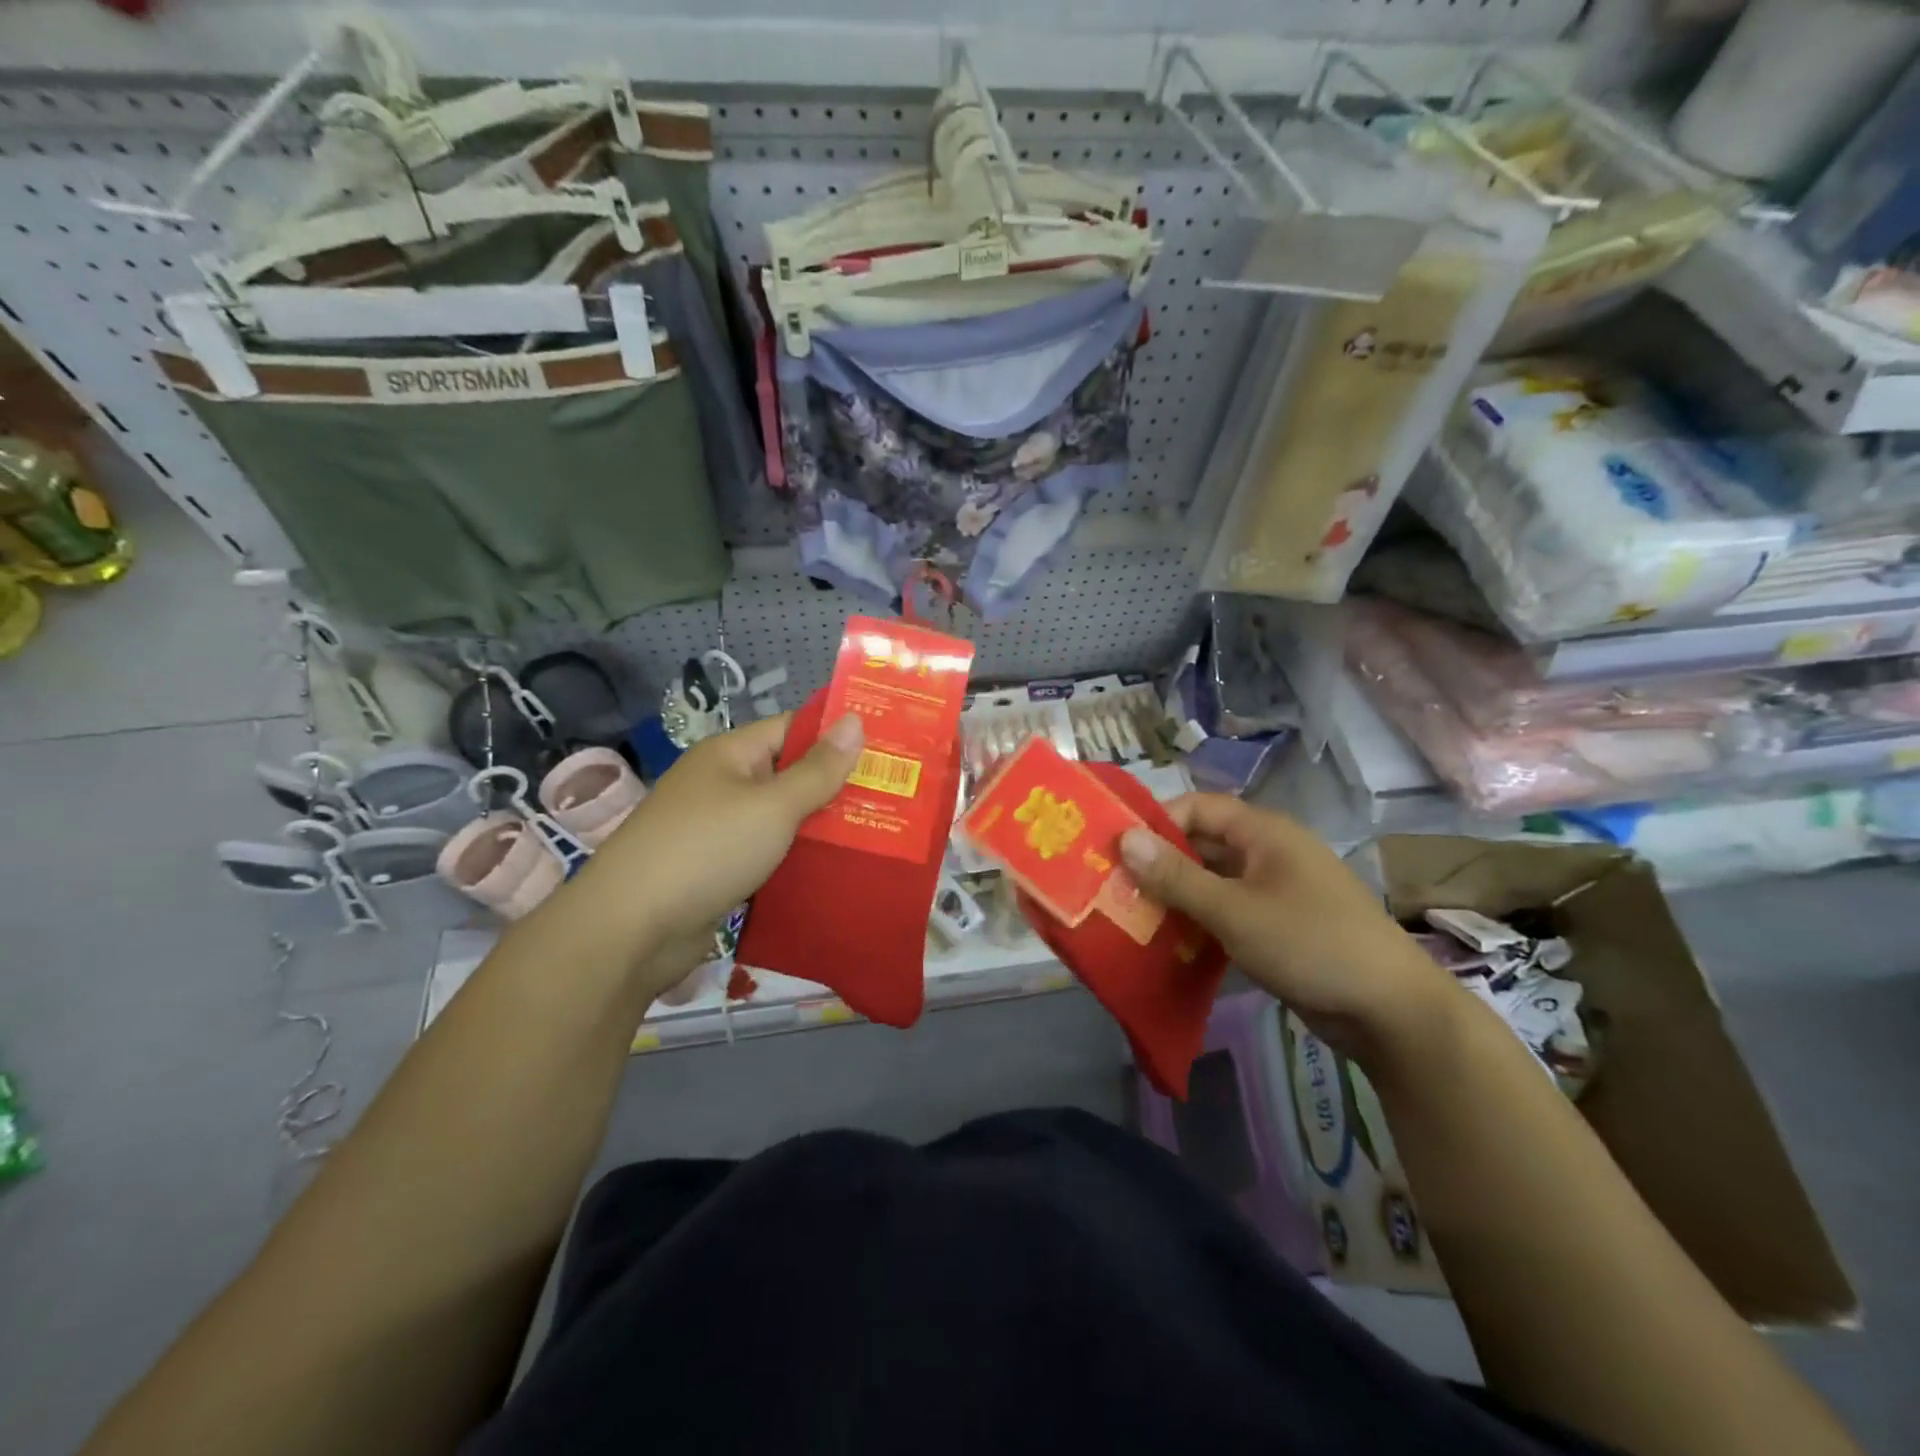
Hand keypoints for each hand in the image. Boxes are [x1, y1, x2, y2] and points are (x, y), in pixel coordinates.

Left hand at [574, 710, 863, 954]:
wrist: (631, 930)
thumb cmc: (707, 850)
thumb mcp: (773, 806)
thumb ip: (818, 769)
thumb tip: (855, 720)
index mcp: (731, 755)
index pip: (793, 729)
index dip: (838, 734)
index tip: (889, 746)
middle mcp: (724, 785)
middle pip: (790, 775)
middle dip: (838, 785)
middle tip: (896, 795)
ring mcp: (719, 829)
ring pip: (782, 819)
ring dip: (822, 827)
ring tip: (880, 832)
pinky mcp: (719, 870)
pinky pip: (769, 854)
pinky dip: (799, 859)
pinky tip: (839, 869)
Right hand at [1119, 794, 1450, 1056]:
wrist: (1390, 1011)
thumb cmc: (1310, 944)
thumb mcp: (1234, 911)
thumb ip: (1177, 876)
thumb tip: (1124, 838)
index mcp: (1264, 832)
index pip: (1198, 807)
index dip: (1157, 821)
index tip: (1117, 849)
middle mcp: (1268, 852)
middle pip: (1202, 844)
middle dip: (1160, 862)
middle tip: (1115, 886)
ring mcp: (1275, 890)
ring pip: (1212, 880)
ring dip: (1177, 895)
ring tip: (1132, 915)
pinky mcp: (1277, 925)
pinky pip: (1227, 910)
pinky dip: (1199, 920)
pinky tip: (1168, 941)